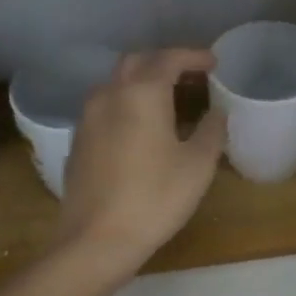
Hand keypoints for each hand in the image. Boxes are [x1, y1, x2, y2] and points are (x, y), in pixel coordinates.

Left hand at [54, 48, 226, 275]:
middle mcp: (110, 94)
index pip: (169, 58)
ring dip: (143, 82)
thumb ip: (211, 130)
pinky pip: (105, 107)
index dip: (194, 56)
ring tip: (168, 99)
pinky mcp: (78, 140)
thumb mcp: (197, 165)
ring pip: (116, 83)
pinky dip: (126, 103)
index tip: (213, 63)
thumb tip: (217, 112)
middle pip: (137, 62)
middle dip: (165, 62)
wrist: (96, 239)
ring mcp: (88, 117)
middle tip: (191, 77)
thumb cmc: (155, 198)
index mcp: (142, 93)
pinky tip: (141, 127)